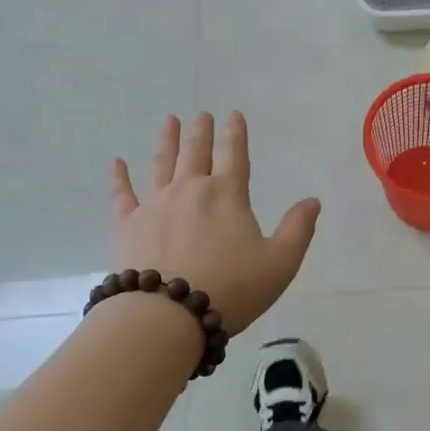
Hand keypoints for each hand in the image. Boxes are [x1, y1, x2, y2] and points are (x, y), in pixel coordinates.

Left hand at [110, 112, 320, 333]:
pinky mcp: (127, 225)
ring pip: (161, 164)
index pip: (235, 155)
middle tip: (202, 115)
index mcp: (227, 195)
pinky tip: (117, 163)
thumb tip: (313, 200)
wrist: (166, 315)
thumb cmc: (230, 288)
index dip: (236, 133)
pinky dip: (119, 177)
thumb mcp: (279, 263)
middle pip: (197, 153)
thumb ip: (298, 229)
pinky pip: (122, 194)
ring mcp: (155, 205)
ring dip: (167, 141)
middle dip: (202, 132)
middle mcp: (190, 190)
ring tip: (169, 121)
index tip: (234, 115)